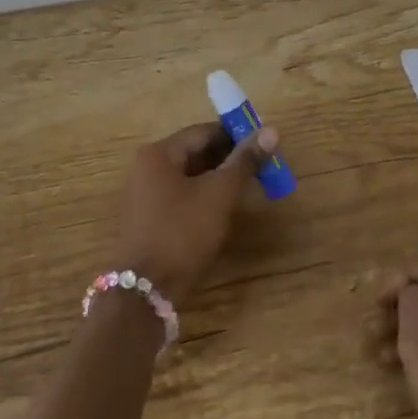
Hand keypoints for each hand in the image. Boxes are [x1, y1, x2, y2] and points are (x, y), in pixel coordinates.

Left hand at [115, 122, 280, 299]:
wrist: (147, 288)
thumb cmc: (183, 232)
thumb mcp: (219, 194)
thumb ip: (245, 161)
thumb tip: (272, 130)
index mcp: (159, 154)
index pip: (203, 132)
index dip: (236, 135)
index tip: (265, 145)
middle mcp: (147, 168)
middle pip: (195, 153)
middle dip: (229, 159)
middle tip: (262, 168)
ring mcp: (146, 195)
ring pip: (190, 177)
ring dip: (219, 179)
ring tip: (250, 188)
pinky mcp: (150, 219)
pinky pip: (182, 197)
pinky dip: (205, 197)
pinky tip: (225, 209)